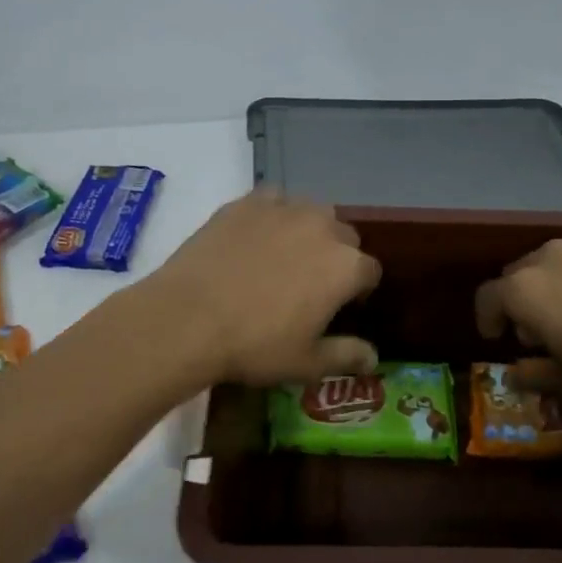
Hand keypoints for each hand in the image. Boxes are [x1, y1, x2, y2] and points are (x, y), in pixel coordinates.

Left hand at [145, 191, 380, 385]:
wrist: (188, 319)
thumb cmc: (255, 345)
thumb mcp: (306, 362)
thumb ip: (346, 355)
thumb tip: (373, 357)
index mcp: (346, 266)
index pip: (369, 272)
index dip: (358, 291)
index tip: (340, 308)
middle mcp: (322, 227)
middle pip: (344, 237)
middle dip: (336, 257)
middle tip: (310, 285)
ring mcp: (284, 209)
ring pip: (311, 213)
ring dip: (309, 231)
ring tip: (284, 256)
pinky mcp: (247, 203)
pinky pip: (274, 201)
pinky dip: (273, 215)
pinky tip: (256, 236)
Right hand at [474, 238, 561, 410]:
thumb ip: (533, 374)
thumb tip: (515, 374)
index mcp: (528, 288)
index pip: (488, 295)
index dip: (487, 317)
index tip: (496, 338)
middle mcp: (555, 256)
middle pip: (522, 271)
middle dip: (523, 298)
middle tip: (540, 329)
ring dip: (561, 284)